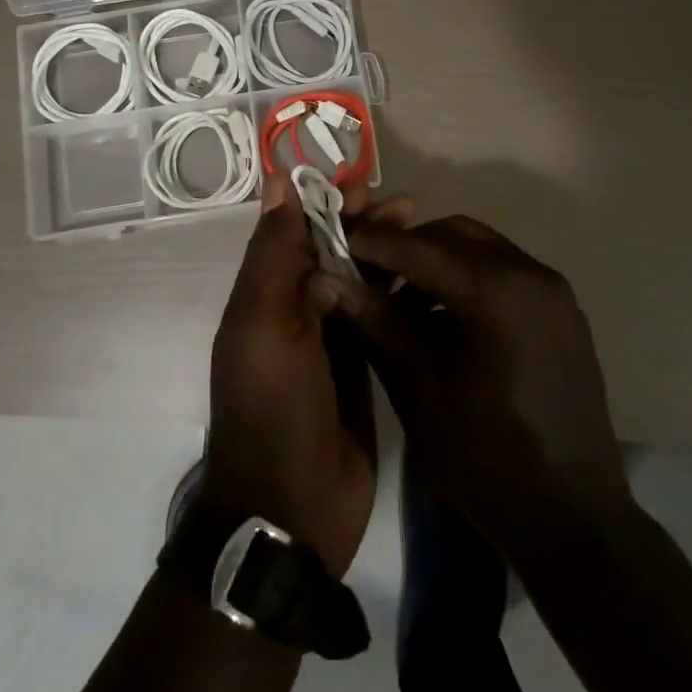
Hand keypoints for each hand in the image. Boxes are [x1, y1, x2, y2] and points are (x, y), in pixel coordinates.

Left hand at [200, 174, 410, 575]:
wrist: (292, 507)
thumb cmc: (274, 407)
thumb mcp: (264, 324)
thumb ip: (273, 254)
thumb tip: (277, 183)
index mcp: (264, 295)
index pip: (295, 231)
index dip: (325, 202)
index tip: (364, 183)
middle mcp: (294, 310)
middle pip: (330, 251)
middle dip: (363, 224)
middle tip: (406, 205)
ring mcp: (329, 340)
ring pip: (357, 280)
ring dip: (383, 253)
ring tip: (421, 230)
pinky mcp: (360, 367)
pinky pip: (377, 317)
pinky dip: (396, 293)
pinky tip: (427, 279)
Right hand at [337, 216, 631, 555]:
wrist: (575, 520)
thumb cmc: (488, 459)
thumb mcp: (420, 391)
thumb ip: (377, 324)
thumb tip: (328, 279)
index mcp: (499, 292)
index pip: (421, 247)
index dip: (373, 242)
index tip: (334, 242)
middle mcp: (533, 275)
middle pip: (455, 235)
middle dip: (407, 248)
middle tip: (367, 276)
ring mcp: (555, 293)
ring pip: (481, 250)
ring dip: (437, 263)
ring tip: (402, 306)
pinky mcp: (563, 313)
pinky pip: (505, 274)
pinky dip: (468, 280)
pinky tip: (445, 321)